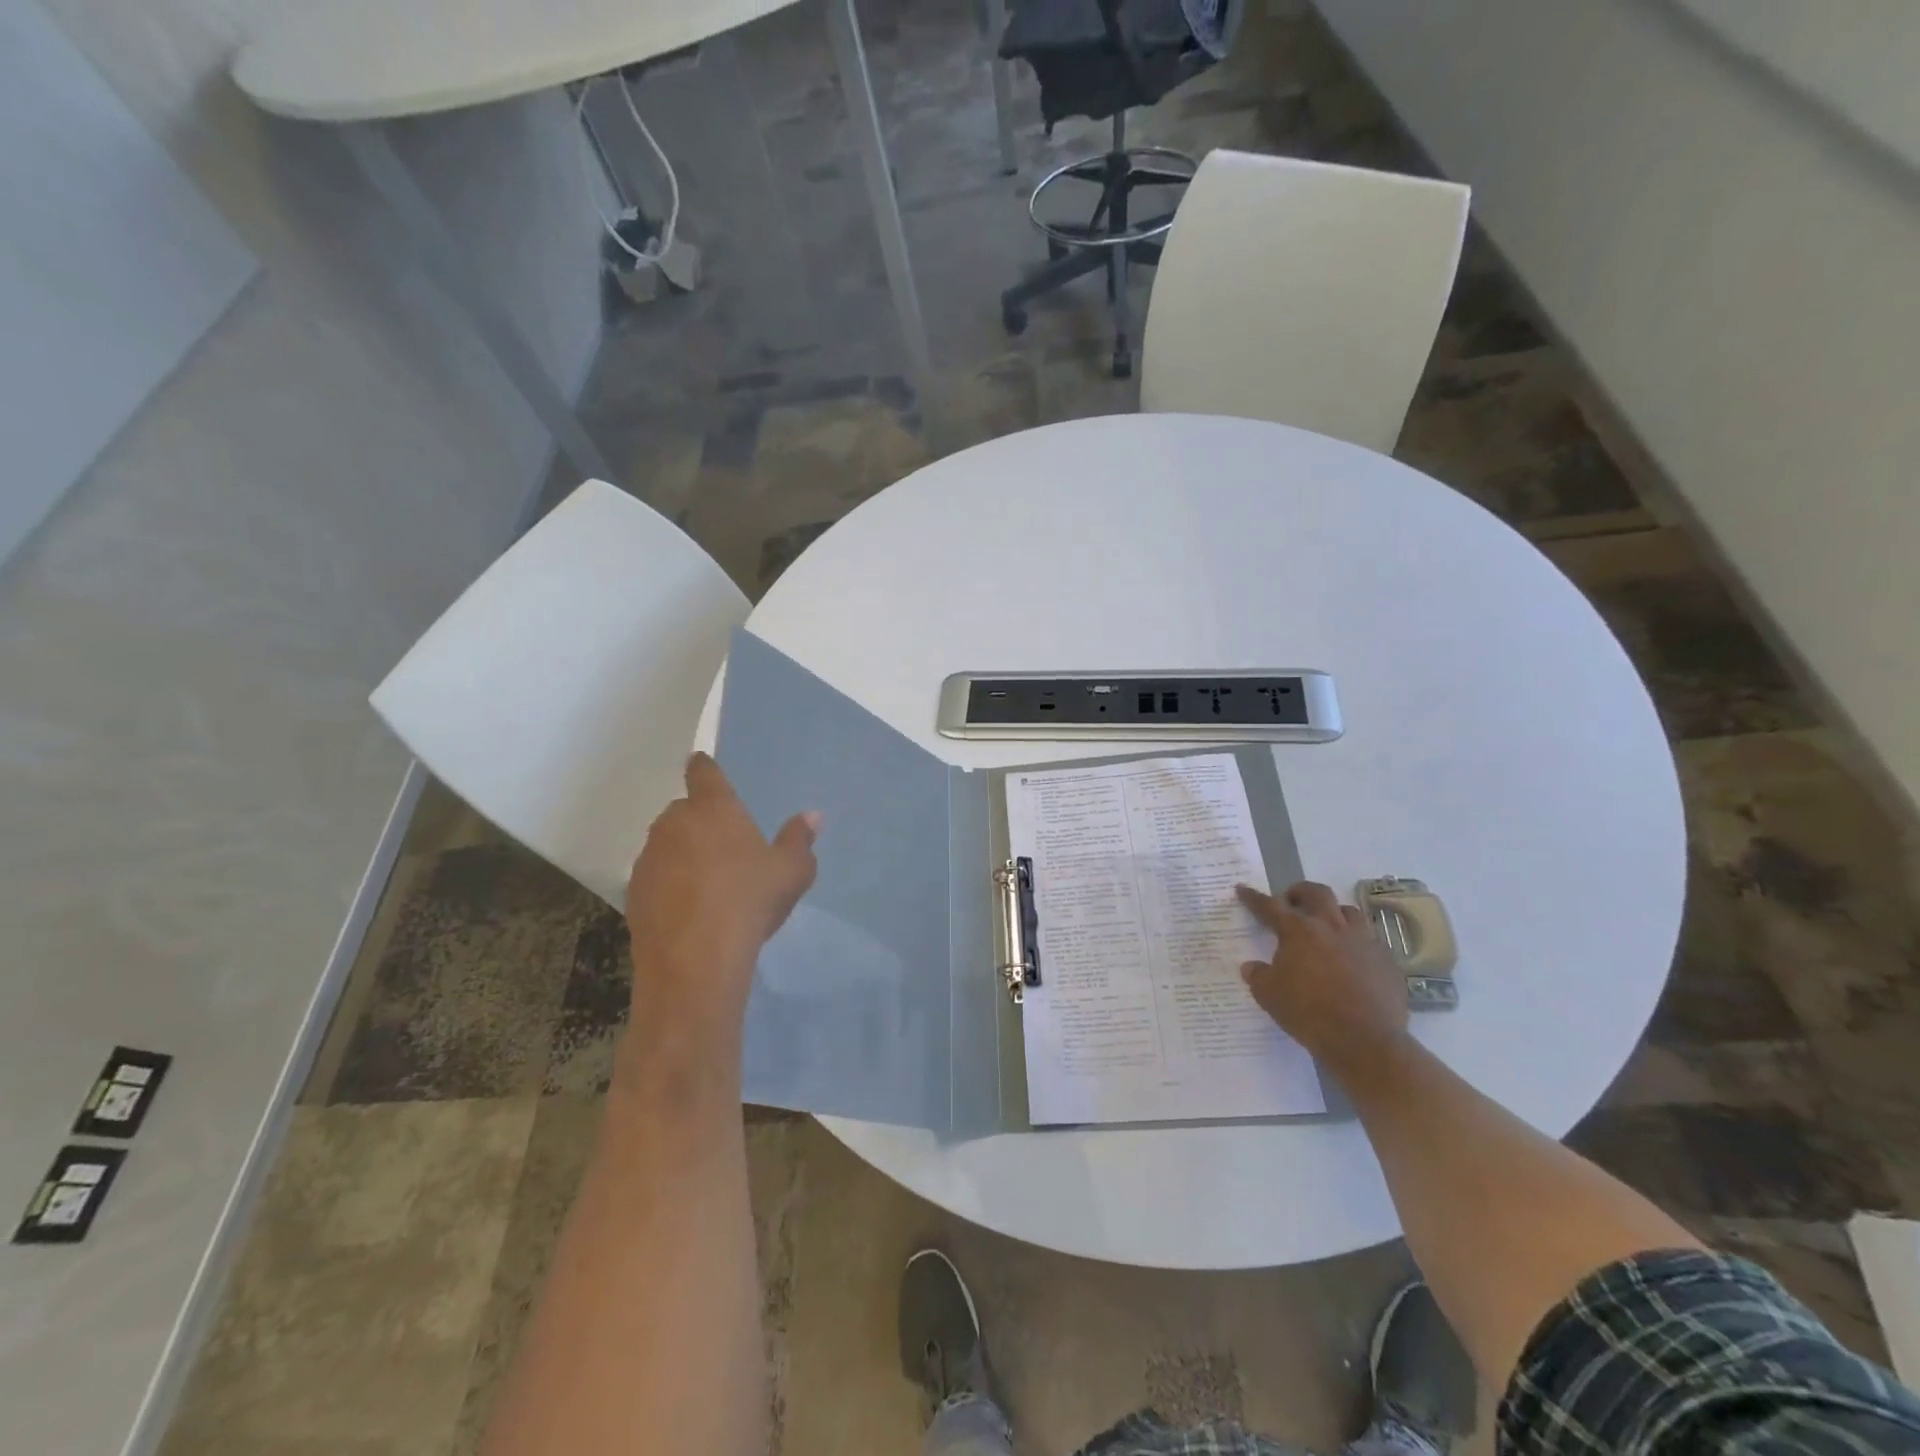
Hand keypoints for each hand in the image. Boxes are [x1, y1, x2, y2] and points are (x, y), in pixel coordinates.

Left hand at [624, 754, 819, 1054]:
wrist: (694, 960)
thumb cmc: (749, 901)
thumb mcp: (791, 872)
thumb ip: (800, 839)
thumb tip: (812, 816)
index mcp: (713, 808)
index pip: (703, 772)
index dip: (705, 768)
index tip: (704, 767)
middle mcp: (674, 823)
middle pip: (684, 810)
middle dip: (700, 821)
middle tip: (725, 846)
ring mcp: (649, 858)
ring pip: (667, 844)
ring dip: (683, 854)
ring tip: (708, 883)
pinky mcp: (633, 892)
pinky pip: (655, 876)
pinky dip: (669, 884)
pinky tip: (689, 910)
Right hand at [1236, 881, 1409, 1073]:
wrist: (1365, 1041)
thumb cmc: (1308, 1013)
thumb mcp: (1269, 995)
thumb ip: (1258, 975)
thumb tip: (1251, 966)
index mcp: (1298, 931)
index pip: (1270, 906)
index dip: (1253, 897)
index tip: (1243, 889)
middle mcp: (1332, 927)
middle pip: (1317, 893)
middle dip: (1300, 891)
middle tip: (1291, 900)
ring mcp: (1363, 941)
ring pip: (1349, 911)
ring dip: (1334, 913)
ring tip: (1326, 926)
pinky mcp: (1387, 960)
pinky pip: (1370, 941)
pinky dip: (1357, 943)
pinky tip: (1352, 959)